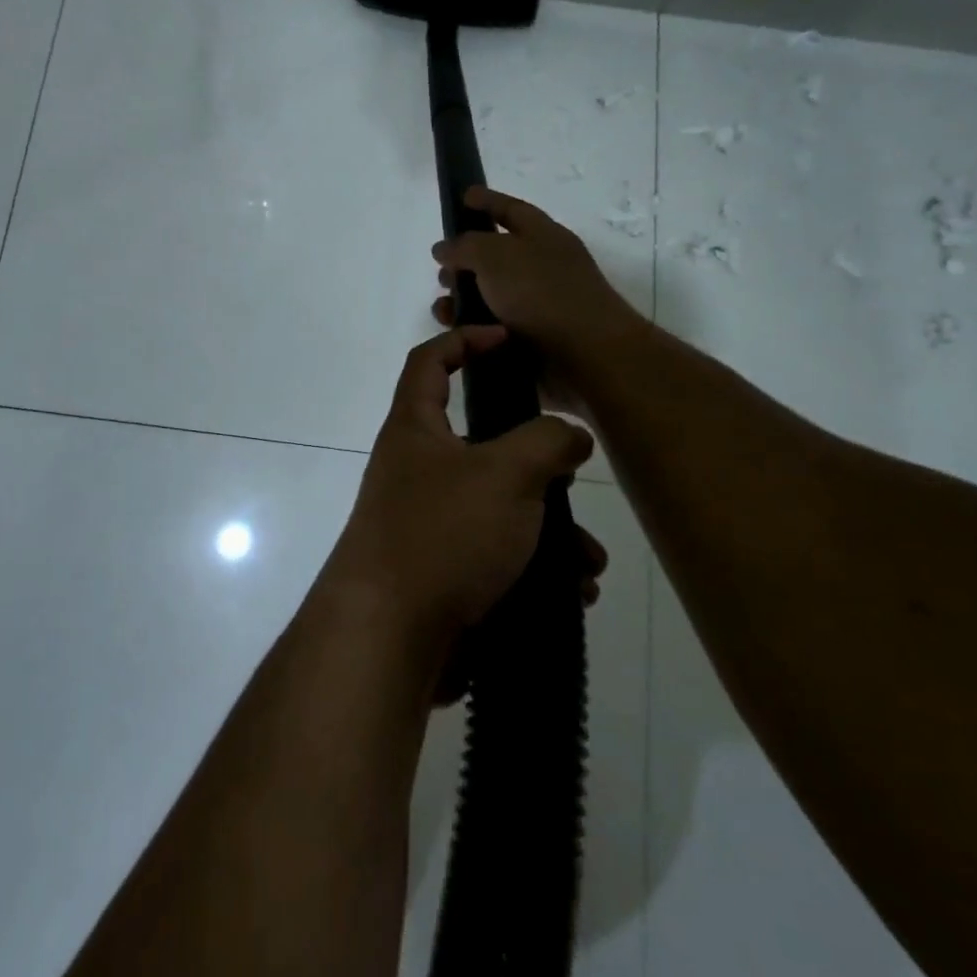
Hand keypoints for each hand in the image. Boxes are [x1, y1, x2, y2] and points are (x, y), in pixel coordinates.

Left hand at [318, 326, 602, 680]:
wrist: (389, 637)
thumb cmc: (443, 533)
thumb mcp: (506, 473)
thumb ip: (546, 442)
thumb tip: (569, 434)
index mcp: (416, 429)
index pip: (429, 362)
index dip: (464, 339)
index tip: (507, 339)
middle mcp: (417, 470)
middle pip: (482, 444)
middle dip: (536, 464)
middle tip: (571, 476)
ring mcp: (428, 523)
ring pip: (500, 509)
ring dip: (549, 531)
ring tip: (587, 562)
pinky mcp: (442, 572)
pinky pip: (497, 556)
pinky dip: (535, 569)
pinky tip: (571, 594)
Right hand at [431, 187, 642, 395]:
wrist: (586, 357)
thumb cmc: (541, 294)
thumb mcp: (495, 256)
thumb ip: (464, 246)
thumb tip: (444, 249)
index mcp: (543, 236)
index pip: (511, 209)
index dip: (486, 200)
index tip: (463, 196)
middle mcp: (543, 267)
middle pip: (497, 255)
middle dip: (466, 259)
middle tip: (440, 269)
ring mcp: (540, 306)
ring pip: (491, 295)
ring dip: (464, 298)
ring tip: (442, 308)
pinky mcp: (533, 340)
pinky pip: (493, 327)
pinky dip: (473, 327)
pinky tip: (455, 333)